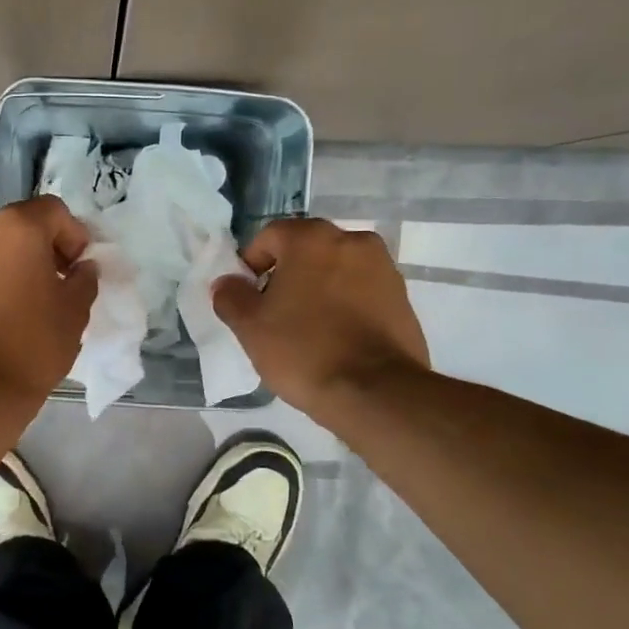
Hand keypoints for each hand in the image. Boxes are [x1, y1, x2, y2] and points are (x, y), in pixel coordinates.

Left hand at [0, 196, 97, 403]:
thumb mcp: (75, 311)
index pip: (54, 211)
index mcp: (15, 226)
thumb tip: (81, 268)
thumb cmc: (32, 345)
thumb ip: (84, 278)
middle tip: (54, 284)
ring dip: (10, 263)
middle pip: (18, 225)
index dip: (74, 236)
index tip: (78, 270)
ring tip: (22, 302)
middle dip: (40, 248)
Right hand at [212, 219, 429, 417]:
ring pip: (336, 269)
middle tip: (274, 313)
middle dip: (287, 275)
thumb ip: (231, 297)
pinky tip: (336, 338)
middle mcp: (352, 240)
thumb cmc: (304, 350)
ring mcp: (383, 268)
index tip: (248, 298)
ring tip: (307, 328)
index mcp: (312, 238)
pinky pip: (361, 290)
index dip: (251, 264)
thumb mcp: (250, 327)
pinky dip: (345, 304)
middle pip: (306, 249)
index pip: (270, 236)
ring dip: (318, 288)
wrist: (376, 392)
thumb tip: (226, 282)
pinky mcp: (402, 297)